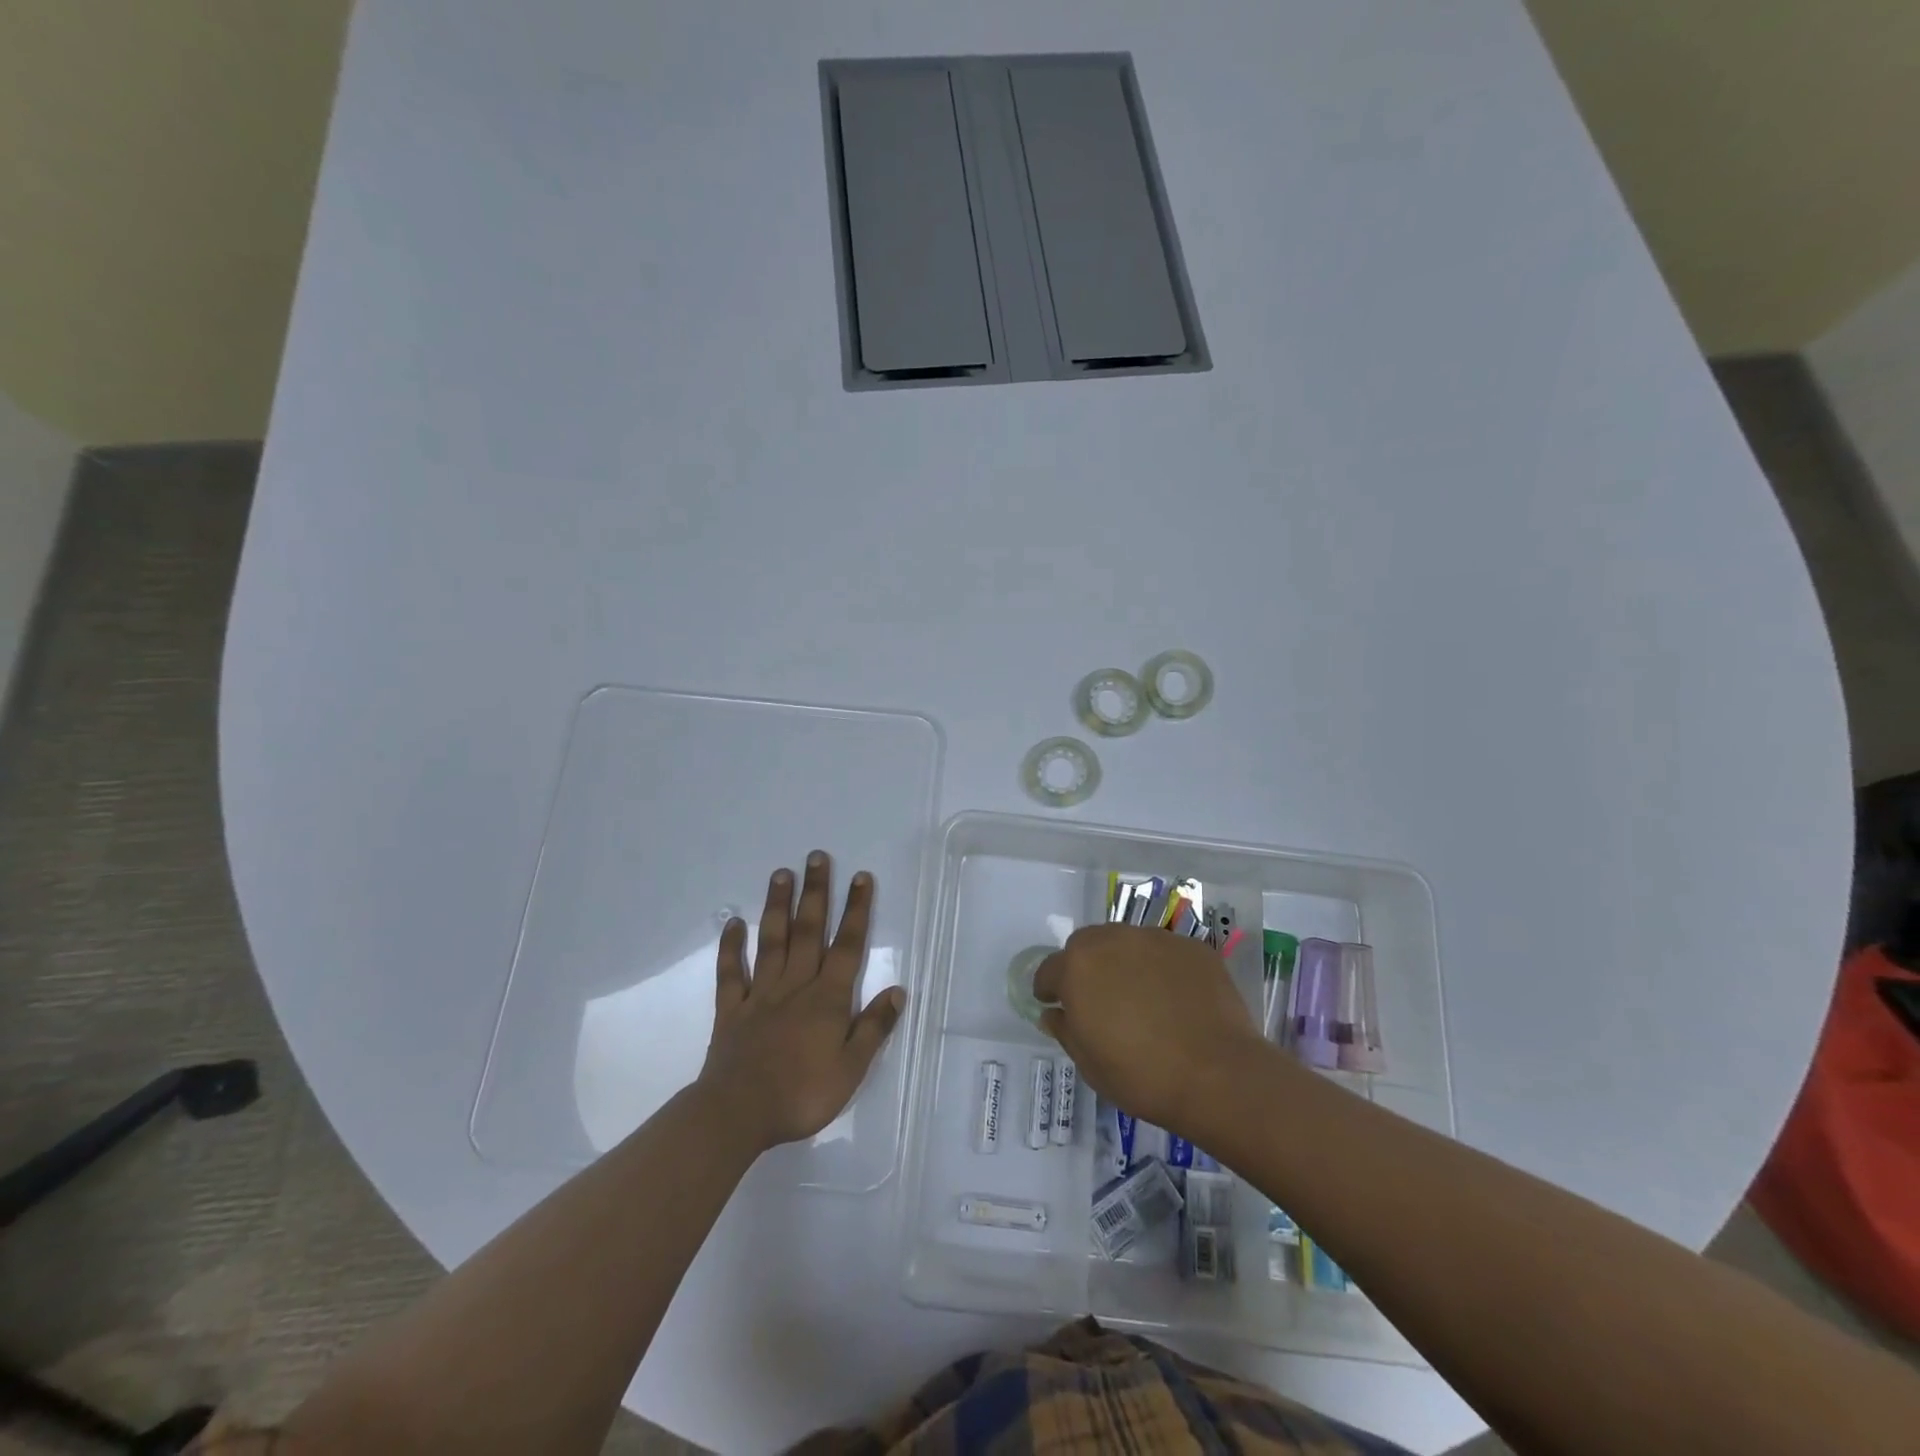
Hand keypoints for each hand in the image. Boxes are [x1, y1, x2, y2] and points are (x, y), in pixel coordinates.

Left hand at [698, 852, 905, 1151]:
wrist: (738, 1113)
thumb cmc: (802, 1094)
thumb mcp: (852, 1069)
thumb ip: (874, 1027)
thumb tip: (897, 990)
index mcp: (828, 998)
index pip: (847, 945)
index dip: (856, 910)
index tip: (861, 877)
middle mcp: (795, 985)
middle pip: (808, 931)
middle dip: (816, 892)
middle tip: (817, 856)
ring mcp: (761, 994)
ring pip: (772, 941)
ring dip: (777, 906)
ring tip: (781, 873)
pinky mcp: (732, 1009)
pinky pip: (731, 972)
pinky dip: (731, 947)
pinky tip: (733, 923)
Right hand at [1034, 924, 1262, 1134]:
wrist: (1218, 1075)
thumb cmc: (1141, 1075)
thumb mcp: (1089, 1063)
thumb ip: (1065, 1030)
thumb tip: (1054, 1013)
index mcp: (1078, 966)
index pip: (1049, 969)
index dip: (1049, 990)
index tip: (1055, 1006)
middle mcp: (1113, 940)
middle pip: (1087, 946)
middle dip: (1086, 968)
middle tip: (1100, 1001)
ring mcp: (1156, 939)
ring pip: (1128, 944)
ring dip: (1124, 963)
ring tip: (1142, 998)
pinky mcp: (1192, 947)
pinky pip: (1166, 954)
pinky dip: (1162, 970)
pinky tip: (1176, 1000)